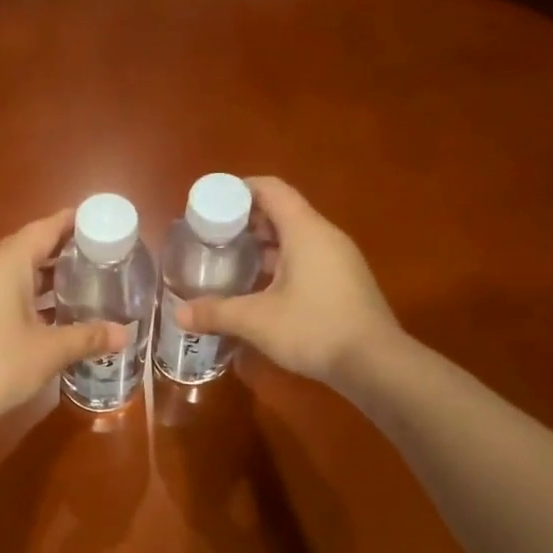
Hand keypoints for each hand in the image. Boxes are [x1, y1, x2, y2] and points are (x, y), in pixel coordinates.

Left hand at [0, 208, 123, 441]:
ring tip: (88, 281)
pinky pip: (10, 293)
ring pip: (20, 273)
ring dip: (50, 275)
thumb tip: (125, 333)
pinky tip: (58, 314)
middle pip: (32, 247)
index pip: (44, 229)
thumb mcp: (49, 351)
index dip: (72, 222)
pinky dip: (36, 296)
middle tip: (103, 255)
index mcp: (8, 265)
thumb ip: (88, 337)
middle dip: (65, 249)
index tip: (102, 221)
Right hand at [177, 176, 399, 384]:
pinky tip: (259, 289)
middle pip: (281, 212)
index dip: (238, 190)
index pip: (270, 189)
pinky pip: (306, 259)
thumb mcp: (256, 320)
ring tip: (230, 262)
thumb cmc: (314, 328)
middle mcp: (325, 236)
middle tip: (212, 237)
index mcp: (305, 230)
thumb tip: (178, 314)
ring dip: (262, 246)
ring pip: (294, 238)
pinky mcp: (344, 283)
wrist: (375, 364)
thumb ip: (216, 312)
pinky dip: (280, 264)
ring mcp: (338, 259)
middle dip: (245, 221)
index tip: (210, 204)